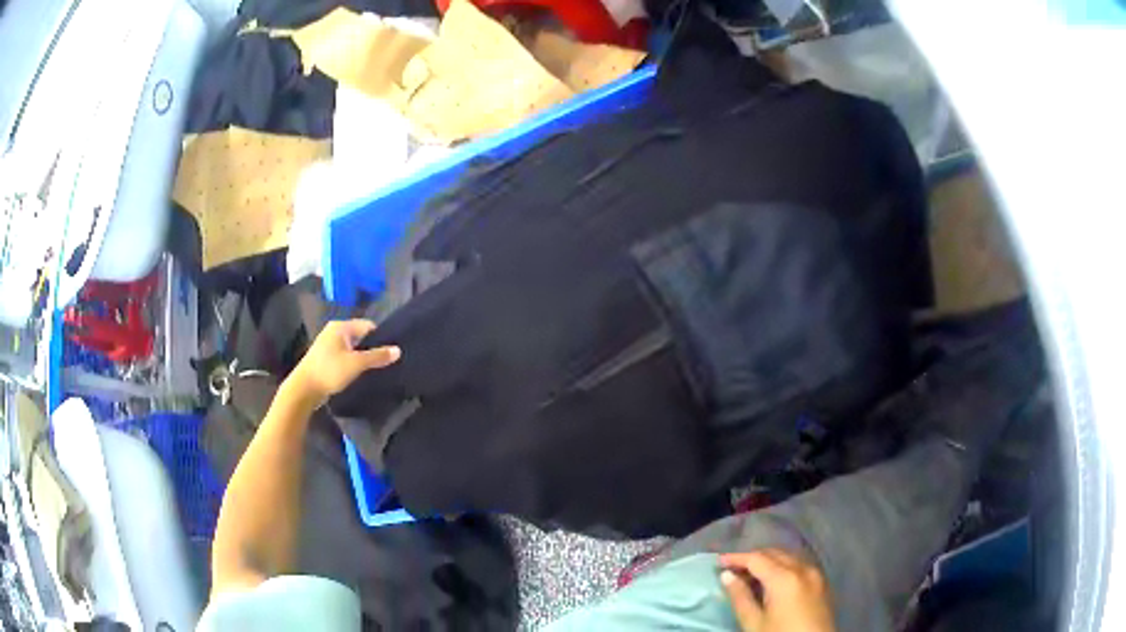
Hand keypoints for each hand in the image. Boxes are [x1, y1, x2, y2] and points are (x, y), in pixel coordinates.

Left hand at [287, 319, 400, 406]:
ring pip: (352, 348)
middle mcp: (334, 332)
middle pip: (360, 336)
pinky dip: (352, 363)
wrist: (304, 389)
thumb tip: (398, 350)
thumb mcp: (356, 364)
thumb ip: (377, 356)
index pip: (368, 326)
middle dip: (371, 348)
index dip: (380, 337)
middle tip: (385, 362)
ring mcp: (328, 345)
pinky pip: (344, 357)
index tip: (391, 352)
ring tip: (374, 370)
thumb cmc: (330, 371)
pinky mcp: (325, 358)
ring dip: (361, 357)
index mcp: (340, 327)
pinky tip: (358, 374)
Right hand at [719, 549, 835, 631]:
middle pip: (775, 553)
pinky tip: (774, 582)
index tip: (718, 562)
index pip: (756, 558)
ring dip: (769, 562)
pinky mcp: (823, 584)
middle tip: (732, 570)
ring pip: (789, 558)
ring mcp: (816, 575)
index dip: (736, 558)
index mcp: (784, 578)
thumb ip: (740, 597)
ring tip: (751, 576)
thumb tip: (727, 576)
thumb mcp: (754, 623)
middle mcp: (803, 569)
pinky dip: (784, 568)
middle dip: (753, 558)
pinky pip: (800, 566)